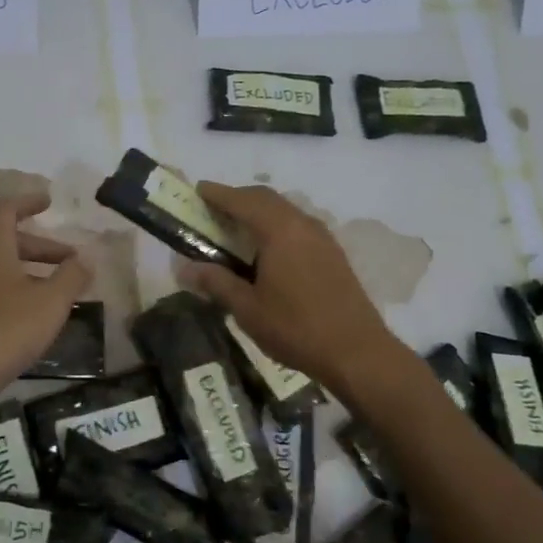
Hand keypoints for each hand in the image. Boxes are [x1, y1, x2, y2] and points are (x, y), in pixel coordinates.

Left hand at [0, 193, 91, 408]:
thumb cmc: (3, 332)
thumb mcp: (49, 304)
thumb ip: (71, 277)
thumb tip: (85, 258)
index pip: (6, 210)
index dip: (28, 202)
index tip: (49, 202)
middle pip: (6, 242)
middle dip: (42, 248)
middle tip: (71, 262)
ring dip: (29, 273)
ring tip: (57, 295)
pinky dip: (14, 293)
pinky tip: (31, 321)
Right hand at [180, 182, 396, 393]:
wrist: (357, 352)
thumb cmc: (296, 328)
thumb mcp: (248, 309)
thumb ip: (217, 282)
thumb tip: (186, 268)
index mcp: (279, 231)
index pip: (242, 200)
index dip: (218, 193)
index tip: (197, 190)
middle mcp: (302, 224)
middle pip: (265, 198)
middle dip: (238, 198)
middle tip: (213, 210)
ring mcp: (322, 237)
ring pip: (284, 210)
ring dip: (259, 211)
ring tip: (236, 229)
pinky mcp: (332, 253)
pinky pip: (298, 225)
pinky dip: (276, 225)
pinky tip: (267, 249)